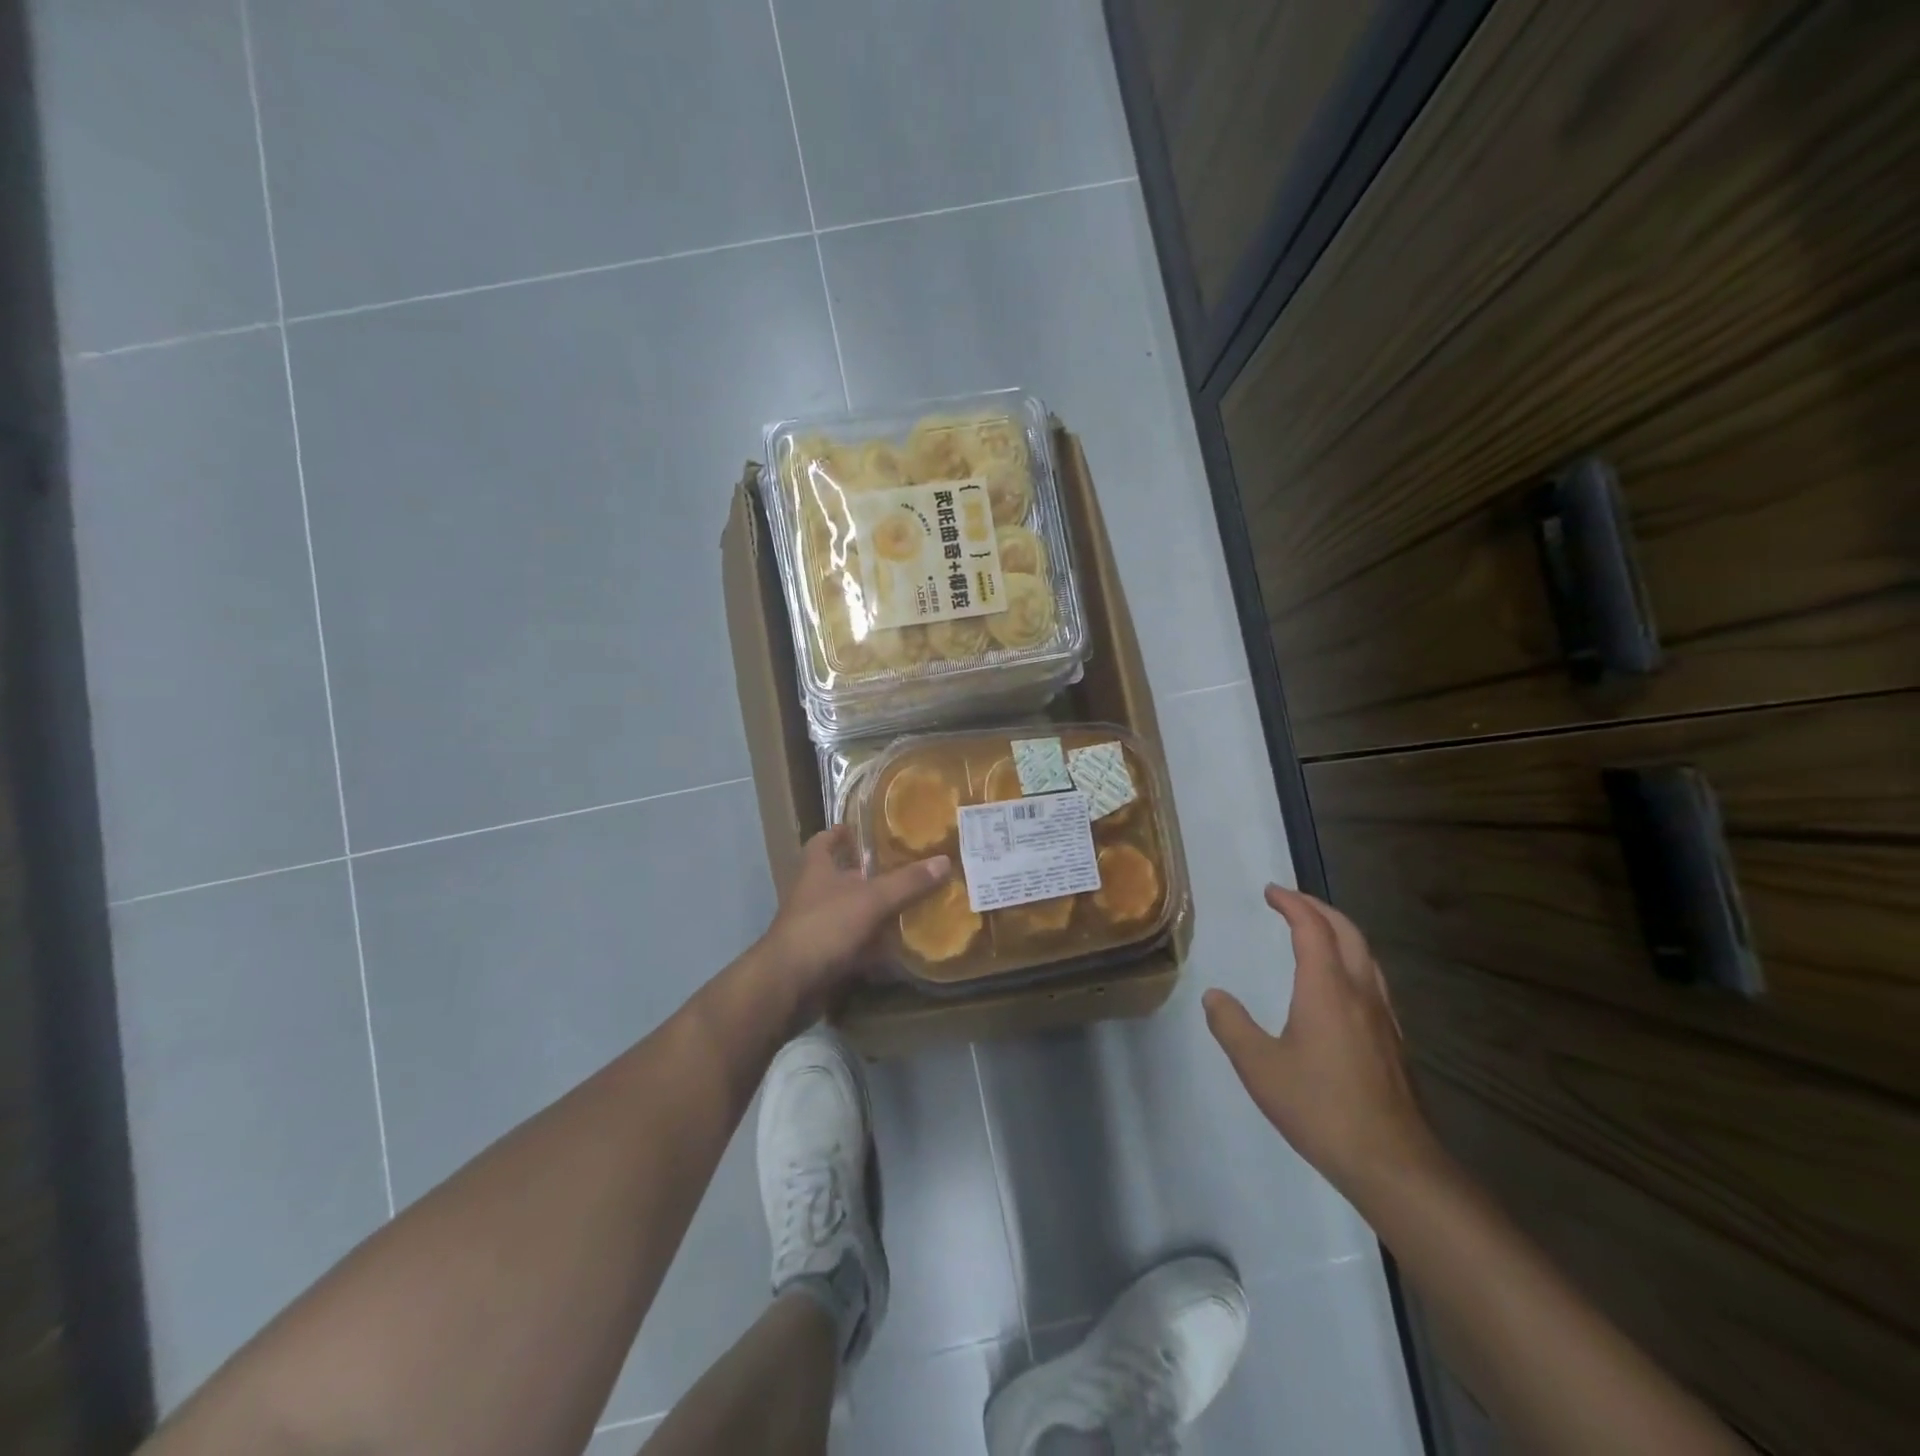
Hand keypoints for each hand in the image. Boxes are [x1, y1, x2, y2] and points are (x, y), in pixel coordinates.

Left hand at [760, 827, 950, 1006]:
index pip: (823, 840)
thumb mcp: (871, 899)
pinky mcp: (824, 958)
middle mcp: (814, 895)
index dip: (840, 832)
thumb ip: (907, 882)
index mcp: (817, 869)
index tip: (864, 829)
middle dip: (870, 875)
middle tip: (907, 868)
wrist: (788, 986)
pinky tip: (901, 950)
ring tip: (913, 906)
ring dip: (876, 913)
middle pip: (843, 878)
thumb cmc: (825, 927)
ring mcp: (818, 928)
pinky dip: (875, 949)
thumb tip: (944, 860)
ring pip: (852, 914)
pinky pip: (855, 947)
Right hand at [1203, 886, 1443, 1204]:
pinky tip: (1341, 987)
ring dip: (1339, 932)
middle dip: (1319, 908)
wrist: (1392, 1162)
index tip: (1270, 891)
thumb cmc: (1320, 1107)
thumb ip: (1231, 1025)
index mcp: (1326, 988)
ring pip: (1366, 955)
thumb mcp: (1258, 1066)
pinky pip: (1373, 981)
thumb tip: (1214, 995)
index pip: (1312, 928)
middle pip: (1347, 932)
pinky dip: (1352, 961)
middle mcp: (1359, 992)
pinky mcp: (1394, 1042)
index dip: (1291, 903)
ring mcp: (1383, 1017)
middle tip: (1291, 902)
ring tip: (1315, 933)